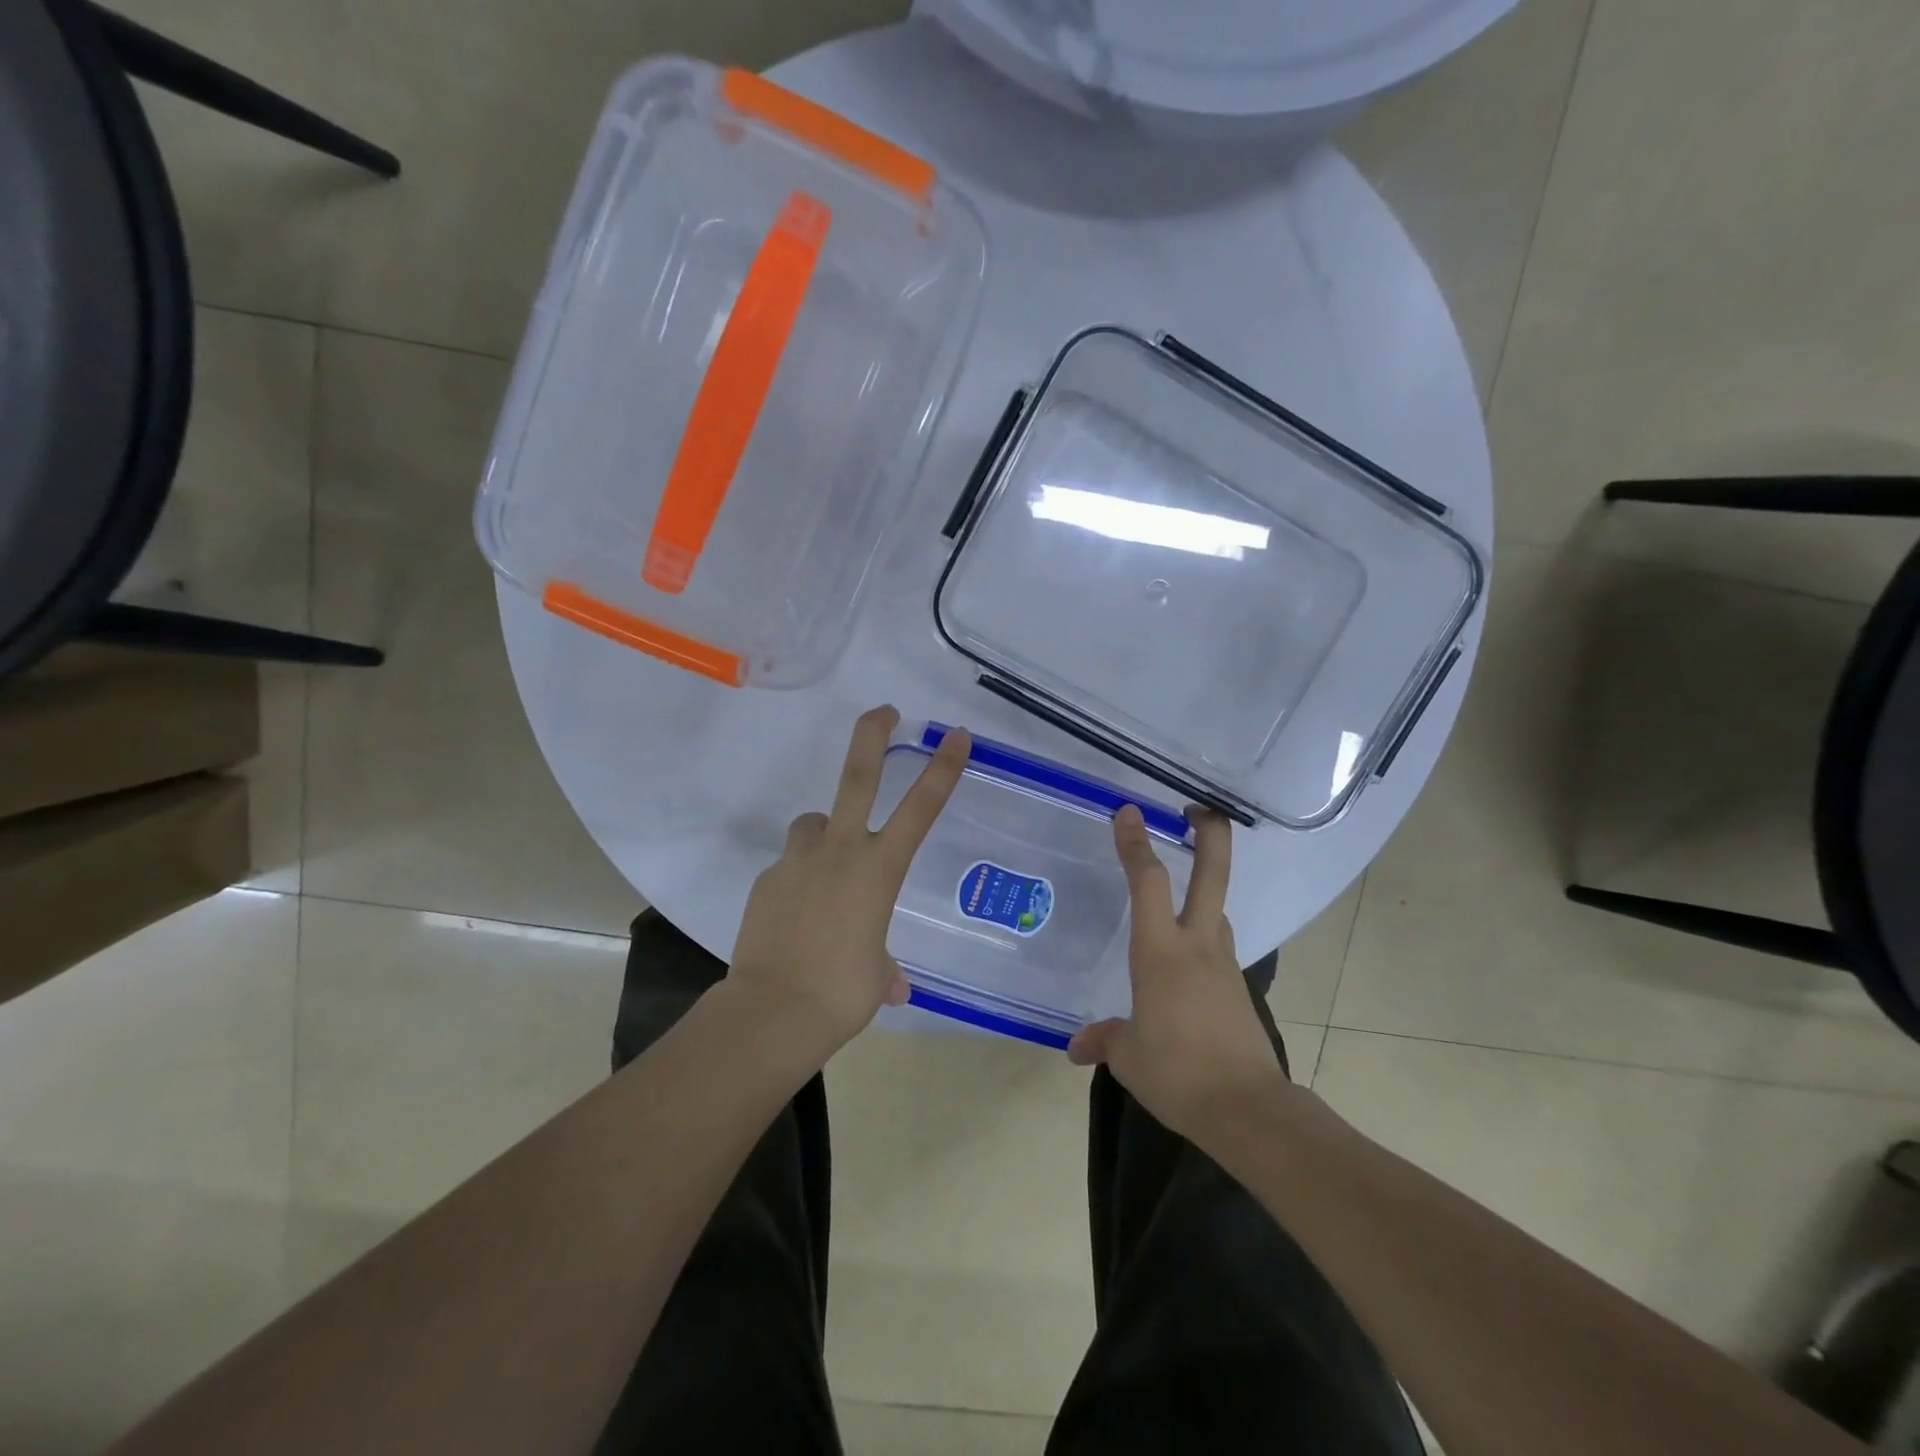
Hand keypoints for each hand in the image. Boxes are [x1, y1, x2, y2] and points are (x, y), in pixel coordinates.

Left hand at [729, 706, 969, 1056]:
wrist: (774, 1011)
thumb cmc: (842, 992)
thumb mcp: (876, 976)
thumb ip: (883, 967)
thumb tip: (891, 983)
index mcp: (879, 869)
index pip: (921, 808)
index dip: (942, 768)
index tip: (956, 735)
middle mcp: (840, 851)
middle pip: (858, 776)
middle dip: (873, 735)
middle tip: (885, 711)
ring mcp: (799, 861)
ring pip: (813, 823)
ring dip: (823, 832)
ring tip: (825, 864)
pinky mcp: (767, 879)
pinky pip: (790, 866)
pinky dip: (798, 878)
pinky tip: (796, 914)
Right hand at [1068, 805, 1286, 1139]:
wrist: (1247, 1110)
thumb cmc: (1178, 1072)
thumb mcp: (1129, 1056)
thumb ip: (1105, 1040)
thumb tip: (1078, 1045)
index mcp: (1161, 951)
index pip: (1148, 882)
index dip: (1136, 843)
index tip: (1128, 812)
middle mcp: (1197, 945)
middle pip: (1212, 874)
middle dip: (1210, 834)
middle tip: (1198, 809)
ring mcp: (1224, 965)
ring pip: (1217, 911)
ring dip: (1203, 890)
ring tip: (1177, 892)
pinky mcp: (1238, 989)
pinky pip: (1217, 949)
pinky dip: (1202, 940)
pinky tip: (1184, 965)